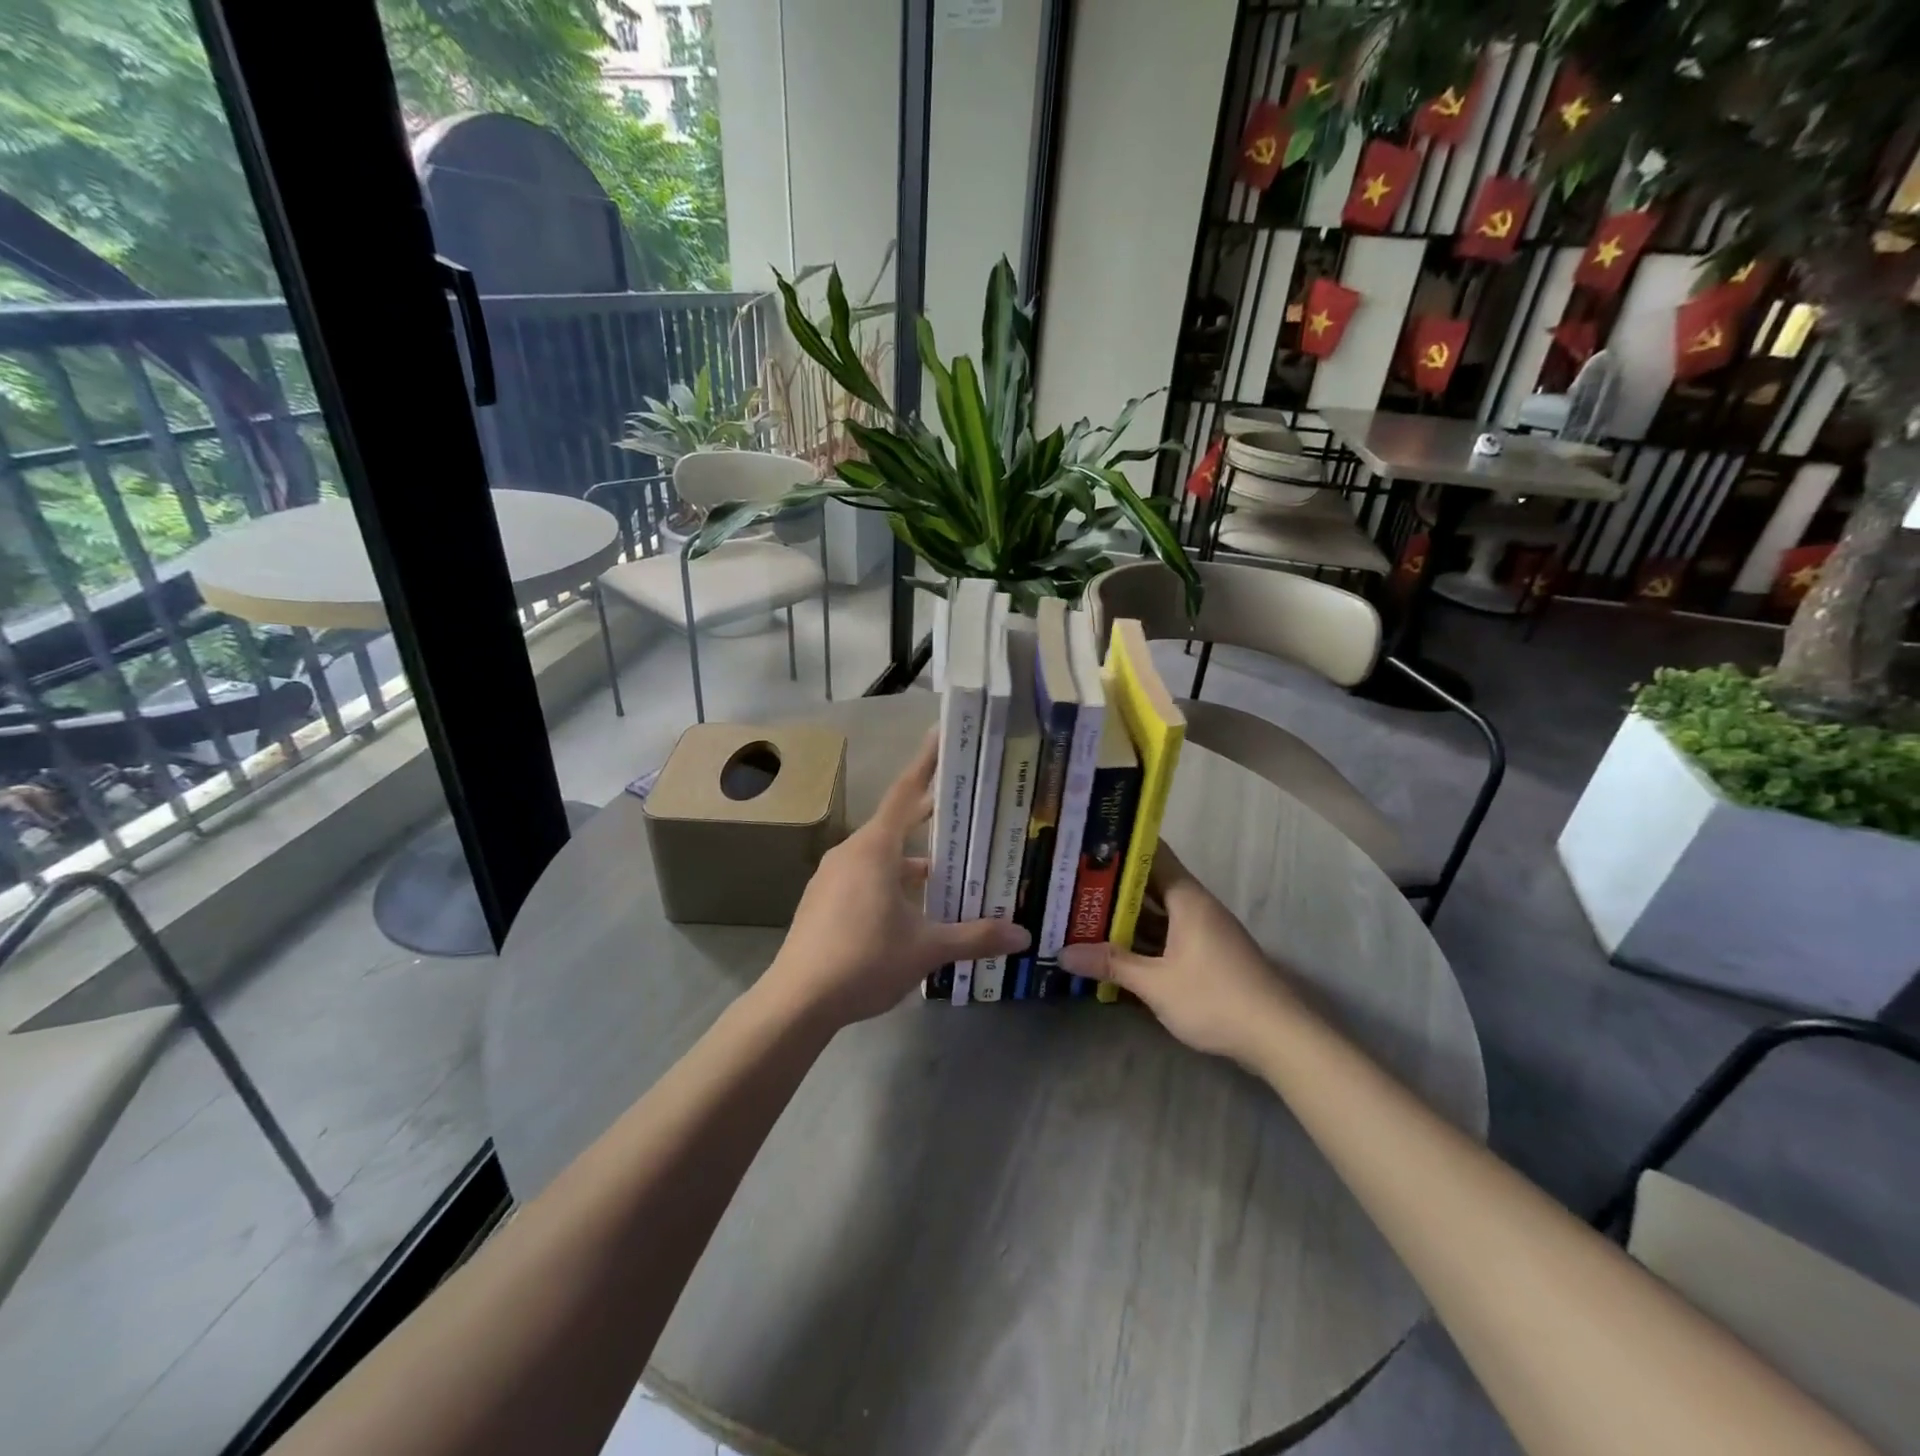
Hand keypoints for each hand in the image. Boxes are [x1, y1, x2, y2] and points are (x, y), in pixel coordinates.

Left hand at [762, 731, 1030, 1028]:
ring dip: (911, 858)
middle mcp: (850, 853)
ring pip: (879, 854)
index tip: (940, 735)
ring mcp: (831, 876)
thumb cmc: (864, 961)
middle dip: (927, 813)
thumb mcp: (926, 949)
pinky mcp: (822, 900)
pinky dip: (890, 878)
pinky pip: (863, 875)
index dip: (926, 763)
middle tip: (962, 804)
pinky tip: (910, 907)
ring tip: (946, 870)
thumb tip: (1023, 936)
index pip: (905, 793)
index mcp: (874, 849)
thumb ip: (975, 937)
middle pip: (895, 822)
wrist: (797, 1001)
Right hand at [1057, 845, 1293, 1064]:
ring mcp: (1203, 931)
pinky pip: (1167, 935)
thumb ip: (1111, 964)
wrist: (1278, 1038)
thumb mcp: (1156, 983)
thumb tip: (1063, 953)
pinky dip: (1142, 938)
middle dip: (1112, 886)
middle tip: (1071, 882)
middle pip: (1149, 885)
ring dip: (1125, 916)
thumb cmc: (1215, 998)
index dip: (1119, 847)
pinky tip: (1115, 949)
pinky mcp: (1207, 955)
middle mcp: (1196, 906)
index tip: (1084, 844)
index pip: (1152, 854)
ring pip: (1157, 914)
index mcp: (1186, 898)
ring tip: (1082, 912)